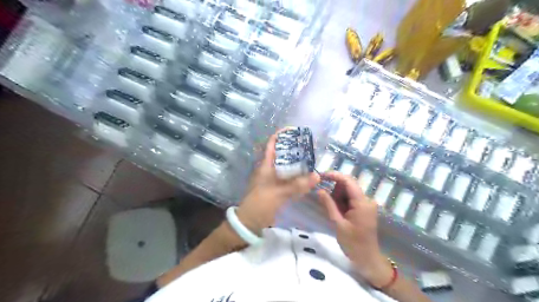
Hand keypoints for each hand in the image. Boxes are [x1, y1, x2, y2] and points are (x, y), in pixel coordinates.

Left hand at [236, 130, 318, 235]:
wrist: (249, 222)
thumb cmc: (259, 204)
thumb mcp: (278, 194)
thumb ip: (297, 185)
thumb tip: (317, 176)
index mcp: (265, 165)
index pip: (272, 144)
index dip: (282, 134)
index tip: (296, 131)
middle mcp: (269, 169)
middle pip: (282, 153)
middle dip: (294, 148)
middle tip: (310, 147)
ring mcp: (273, 179)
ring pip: (286, 166)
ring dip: (297, 162)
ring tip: (312, 158)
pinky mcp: (276, 188)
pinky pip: (288, 178)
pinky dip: (297, 175)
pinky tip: (307, 176)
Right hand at [317, 172, 394, 287]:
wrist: (367, 258)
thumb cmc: (353, 243)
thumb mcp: (338, 223)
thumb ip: (329, 204)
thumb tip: (319, 190)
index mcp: (362, 202)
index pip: (348, 181)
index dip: (334, 175)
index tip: (320, 176)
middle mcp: (367, 200)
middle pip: (348, 185)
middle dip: (335, 190)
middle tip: (325, 202)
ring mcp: (367, 204)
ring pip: (348, 192)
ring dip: (338, 197)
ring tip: (334, 212)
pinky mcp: (365, 208)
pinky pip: (351, 199)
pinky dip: (342, 202)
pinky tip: (339, 213)